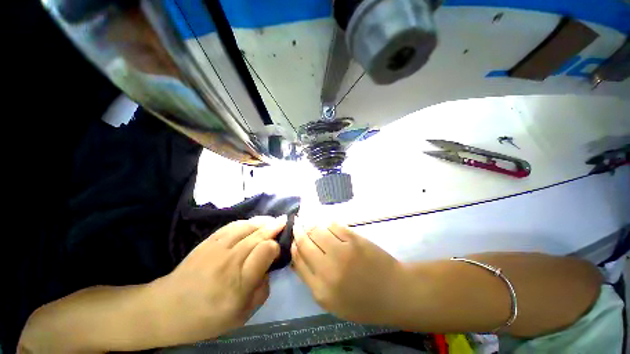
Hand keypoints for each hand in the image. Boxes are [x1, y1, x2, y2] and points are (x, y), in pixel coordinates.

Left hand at [150, 216, 285, 344]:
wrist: (168, 308)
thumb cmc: (207, 317)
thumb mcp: (242, 315)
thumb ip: (262, 290)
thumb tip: (268, 268)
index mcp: (239, 282)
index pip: (265, 251)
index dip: (275, 247)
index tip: (276, 251)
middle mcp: (230, 261)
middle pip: (258, 235)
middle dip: (274, 226)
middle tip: (285, 220)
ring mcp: (217, 248)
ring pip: (246, 227)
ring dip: (262, 221)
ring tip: (271, 219)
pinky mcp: (208, 241)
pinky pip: (232, 226)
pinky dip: (246, 222)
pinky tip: (253, 222)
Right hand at [291, 220, 408, 325]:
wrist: (394, 293)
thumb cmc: (362, 302)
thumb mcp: (332, 302)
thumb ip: (311, 280)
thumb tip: (297, 258)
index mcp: (320, 289)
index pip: (298, 260)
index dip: (293, 247)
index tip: (293, 240)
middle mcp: (328, 269)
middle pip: (305, 242)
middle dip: (298, 231)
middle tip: (297, 223)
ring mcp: (343, 251)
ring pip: (318, 230)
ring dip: (311, 224)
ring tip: (309, 221)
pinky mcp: (355, 239)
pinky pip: (334, 225)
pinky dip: (327, 223)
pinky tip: (326, 223)